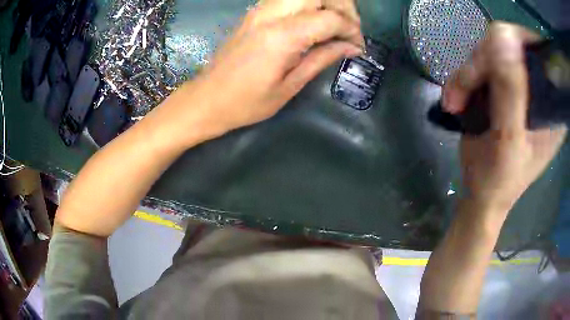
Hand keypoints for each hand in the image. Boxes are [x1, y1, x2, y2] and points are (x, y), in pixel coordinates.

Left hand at [179, 0, 362, 138]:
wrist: (207, 99)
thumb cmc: (246, 103)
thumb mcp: (289, 86)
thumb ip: (322, 58)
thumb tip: (351, 47)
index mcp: (281, 36)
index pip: (329, 17)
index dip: (351, 29)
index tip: (357, 46)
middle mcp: (270, 14)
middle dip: (343, 7)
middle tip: (349, 29)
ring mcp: (260, 9)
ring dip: (327, 3)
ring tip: (336, 26)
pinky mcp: (255, 12)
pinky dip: (310, 5)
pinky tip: (315, 23)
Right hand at [443, 22, 566, 214]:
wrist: (483, 195)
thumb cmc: (499, 179)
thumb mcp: (508, 140)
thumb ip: (510, 92)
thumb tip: (502, 39)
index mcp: (552, 106)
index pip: (536, 52)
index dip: (512, 45)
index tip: (489, 67)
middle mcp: (541, 91)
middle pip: (511, 46)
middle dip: (481, 64)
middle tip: (462, 91)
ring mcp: (522, 89)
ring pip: (493, 53)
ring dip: (469, 74)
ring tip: (455, 101)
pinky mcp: (506, 90)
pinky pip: (484, 66)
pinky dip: (466, 79)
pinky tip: (457, 97)